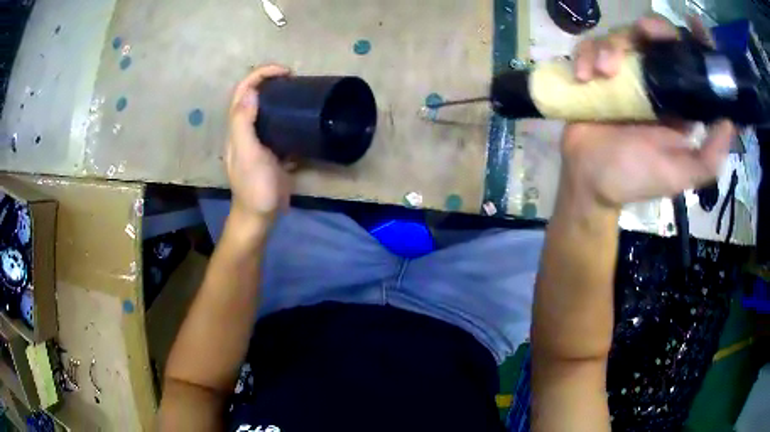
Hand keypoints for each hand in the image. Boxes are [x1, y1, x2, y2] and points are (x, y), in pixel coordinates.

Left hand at [226, 64, 292, 221]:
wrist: (260, 216)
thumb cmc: (254, 187)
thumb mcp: (247, 155)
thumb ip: (243, 124)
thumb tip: (250, 92)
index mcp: (237, 127)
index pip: (243, 90)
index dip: (260, 74)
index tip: (286, 72)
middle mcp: (245, 129)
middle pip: (253, 96)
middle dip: (270, 80)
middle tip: (294, 79)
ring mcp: (258, 140)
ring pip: (266, 109)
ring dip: (279, 96)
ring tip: (300, 92)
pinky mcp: (271, 151)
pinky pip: (278, 126)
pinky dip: (288, 116)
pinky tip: (301, 117)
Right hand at [563, 16, 734, 208]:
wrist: (588, 180)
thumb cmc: (634, 177)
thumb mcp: (679, 175)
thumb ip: (708, 159)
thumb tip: (729, 123)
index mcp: (678, 101)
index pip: (692, 63)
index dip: (697, 41)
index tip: (694, 24)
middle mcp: (654, 81)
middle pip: (656, 36)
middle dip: (653, 28)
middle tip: (645, 33)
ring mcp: (624, 73)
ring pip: (622, 35)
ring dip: (611, 47)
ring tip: (604, 73)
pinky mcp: (596, 71)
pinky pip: (590, 46)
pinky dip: (586, 54)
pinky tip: (584, 77)